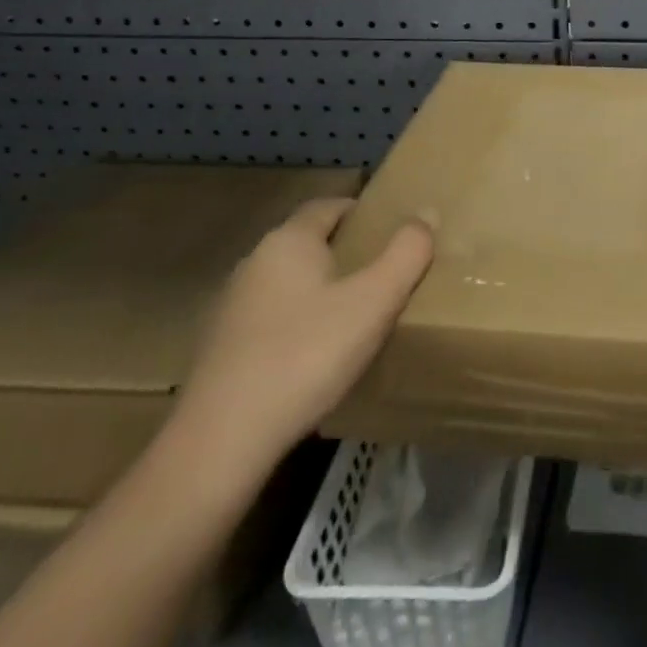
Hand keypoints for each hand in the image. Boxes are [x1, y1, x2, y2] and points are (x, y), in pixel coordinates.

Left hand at [176, 198, 432, 480]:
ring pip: (287, 282)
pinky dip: (297, 323)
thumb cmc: (306, 355)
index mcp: (288, 242)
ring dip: (319, 289)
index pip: (328, 206)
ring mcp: (231, 307)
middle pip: (306, 242)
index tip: (391, 228)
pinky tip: (316, 355)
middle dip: (344, 250)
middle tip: (383, 271)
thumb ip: (406, 253)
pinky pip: (271, 318)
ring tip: (356, 314)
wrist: (222, 440)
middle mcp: (254, 263)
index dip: (361, 210)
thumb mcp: (374, 302)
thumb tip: (426, 212)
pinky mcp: (220, 348)